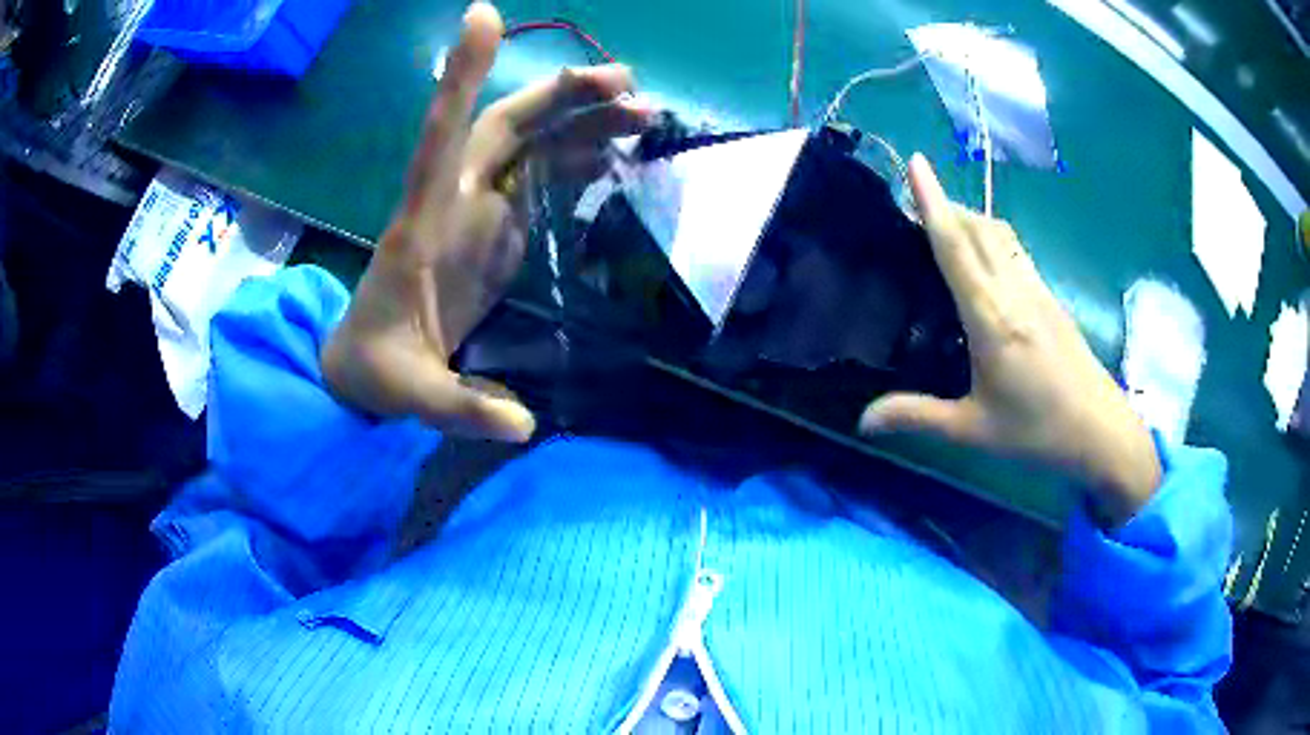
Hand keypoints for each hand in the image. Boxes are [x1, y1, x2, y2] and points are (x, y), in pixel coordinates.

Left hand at [322, 2, 650, 440]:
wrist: (364, 367)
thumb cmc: (375, 370)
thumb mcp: (409, 395)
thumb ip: (459, 407)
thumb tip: (522, 426)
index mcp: (421, 227)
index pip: (439, 137)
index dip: (460, 77)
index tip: (483, 14)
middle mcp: (450, 203)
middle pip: (504, 126)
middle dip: (561, 96)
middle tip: (629, 86)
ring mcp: (474, 213)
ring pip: (529, 145)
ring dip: (581, 122)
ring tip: (642, 115)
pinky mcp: (493, 231)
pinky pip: (538, 179)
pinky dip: (577, 158)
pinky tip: (612, 156)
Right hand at [861, 155, 1160, 525]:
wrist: (1101, 431)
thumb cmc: (1037, 432)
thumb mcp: (973, 430)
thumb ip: (917, 416)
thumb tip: (862, 421)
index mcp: (991, 318)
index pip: (955, 247)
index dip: (933, 201)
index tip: (916, 162)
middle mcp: (1014, 291)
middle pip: (978, 228)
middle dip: (946, 204)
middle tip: (913, 200)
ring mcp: (1037, 291)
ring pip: (1000, 235)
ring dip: (970, 218)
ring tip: (944, 223)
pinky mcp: (1051, 298)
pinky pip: (1015, 251)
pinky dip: (991, 238)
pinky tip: (984, 260)